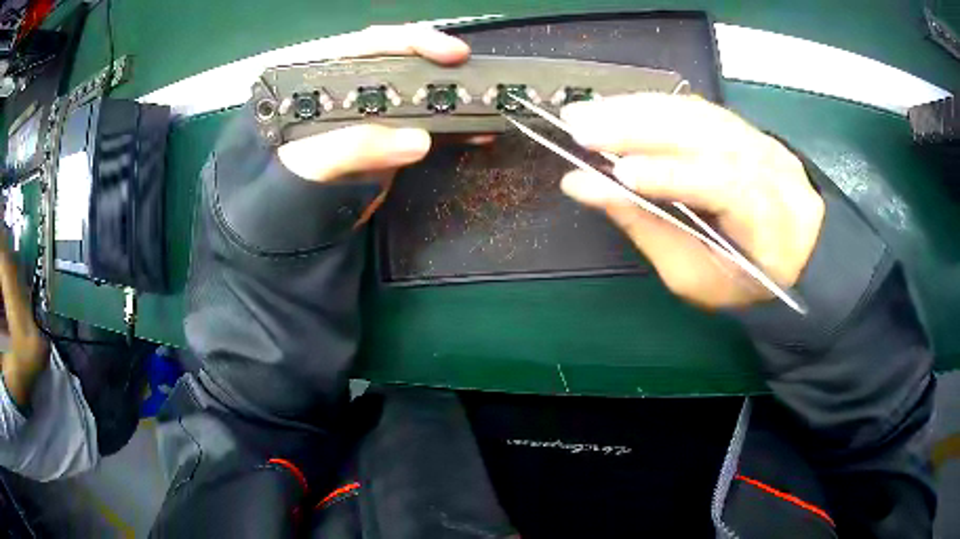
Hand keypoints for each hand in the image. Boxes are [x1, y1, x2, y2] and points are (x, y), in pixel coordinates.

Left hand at [276, 25, 470, 223]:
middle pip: (403, 62)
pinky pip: (429, 127)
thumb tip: (418, 139)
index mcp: (325, 78)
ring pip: (421, 93)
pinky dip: (455, 130)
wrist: (290, 225)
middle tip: (472, 73)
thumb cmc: (283, 186)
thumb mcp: (310, 163)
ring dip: (454, 96)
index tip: (450, 52)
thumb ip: (355, 147)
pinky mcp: (391, 140)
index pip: (371, 44)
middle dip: (440, 64)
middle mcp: (354, 89)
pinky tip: (478, 133)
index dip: (413, 41)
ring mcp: (376, 115)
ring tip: (485, 102)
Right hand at [559, 93, 824, 309]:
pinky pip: (694, 107)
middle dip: (637, 127)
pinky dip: (652, 105)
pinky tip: (618, 106)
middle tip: (577, 127)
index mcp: (765, 215)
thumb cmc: (743, 275)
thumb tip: (586, 187)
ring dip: (635, 108)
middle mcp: (765, 163)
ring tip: (585, 112)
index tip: (615, 174)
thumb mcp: (696, 275)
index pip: (718, 184)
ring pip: (693, 112)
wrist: (796, 246)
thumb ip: (645, 229)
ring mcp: (755, 137)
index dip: (668, 175)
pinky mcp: (740, 125)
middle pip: (702, 133)